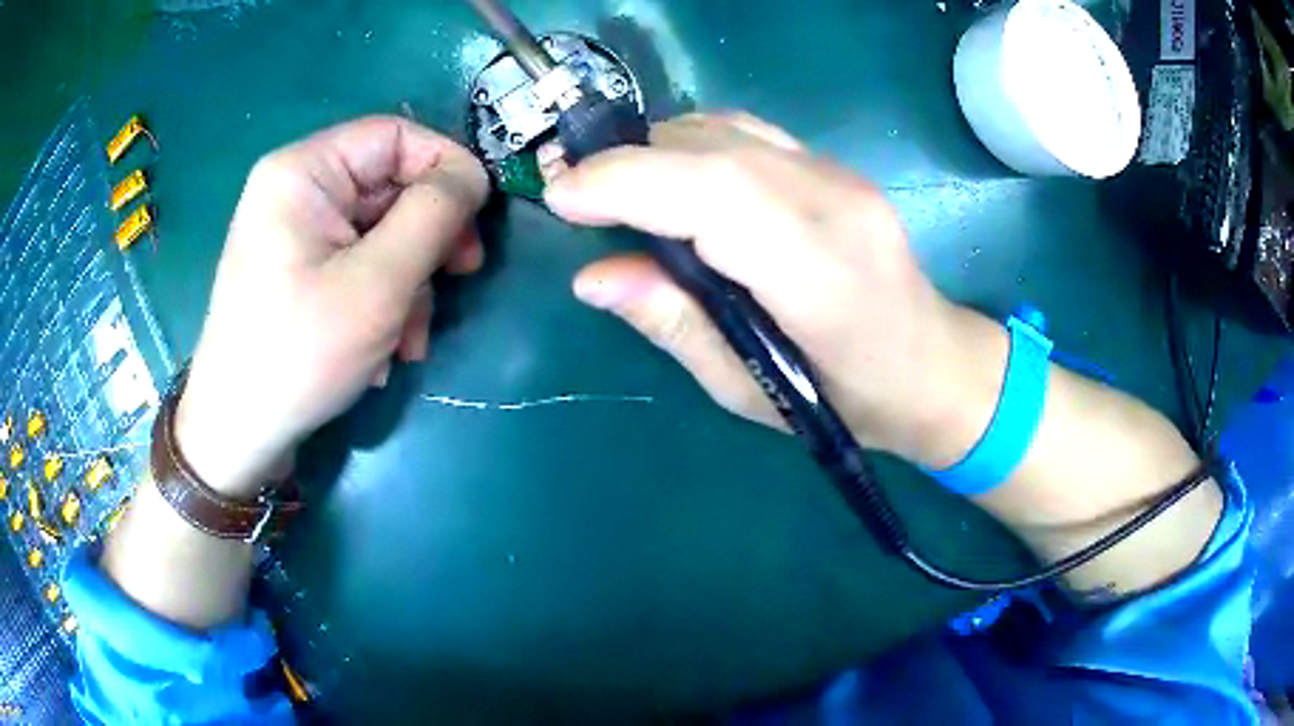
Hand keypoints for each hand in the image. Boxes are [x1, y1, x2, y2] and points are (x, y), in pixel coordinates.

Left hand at [177, 117, 488, 495]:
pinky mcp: (298, 270)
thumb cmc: (300, 353)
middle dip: (428, 240)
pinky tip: (384, 350)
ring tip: (410, 343)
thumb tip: (473, 177)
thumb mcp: (379, 282)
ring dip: (409, 284)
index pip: (396, 136)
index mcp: (304, 170)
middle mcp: (297, 189)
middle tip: (460, 280)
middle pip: (389, 187)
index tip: (477, 225)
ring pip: (380, 232)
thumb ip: (434, 215)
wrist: (239, 433)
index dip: (446, 169)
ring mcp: (295, 232)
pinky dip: (382, 301)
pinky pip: (357, 263)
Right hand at [545, 113, 999, 466]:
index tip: (560, 197)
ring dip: (655, 149)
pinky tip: (672, 177)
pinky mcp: (834, 167)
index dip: (625, 183)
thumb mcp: (749, 391)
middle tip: (572, 191)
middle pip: (712, 151)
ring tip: (613, 185)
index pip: (712, 195)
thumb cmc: (846, 402)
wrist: (932, 364)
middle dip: (625, 162)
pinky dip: (692, 144)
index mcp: (819, 274)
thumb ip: (674, 325)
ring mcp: (839, 175)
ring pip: (726, 129)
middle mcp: (833, 203)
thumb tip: (593, 277)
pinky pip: (748, 135)